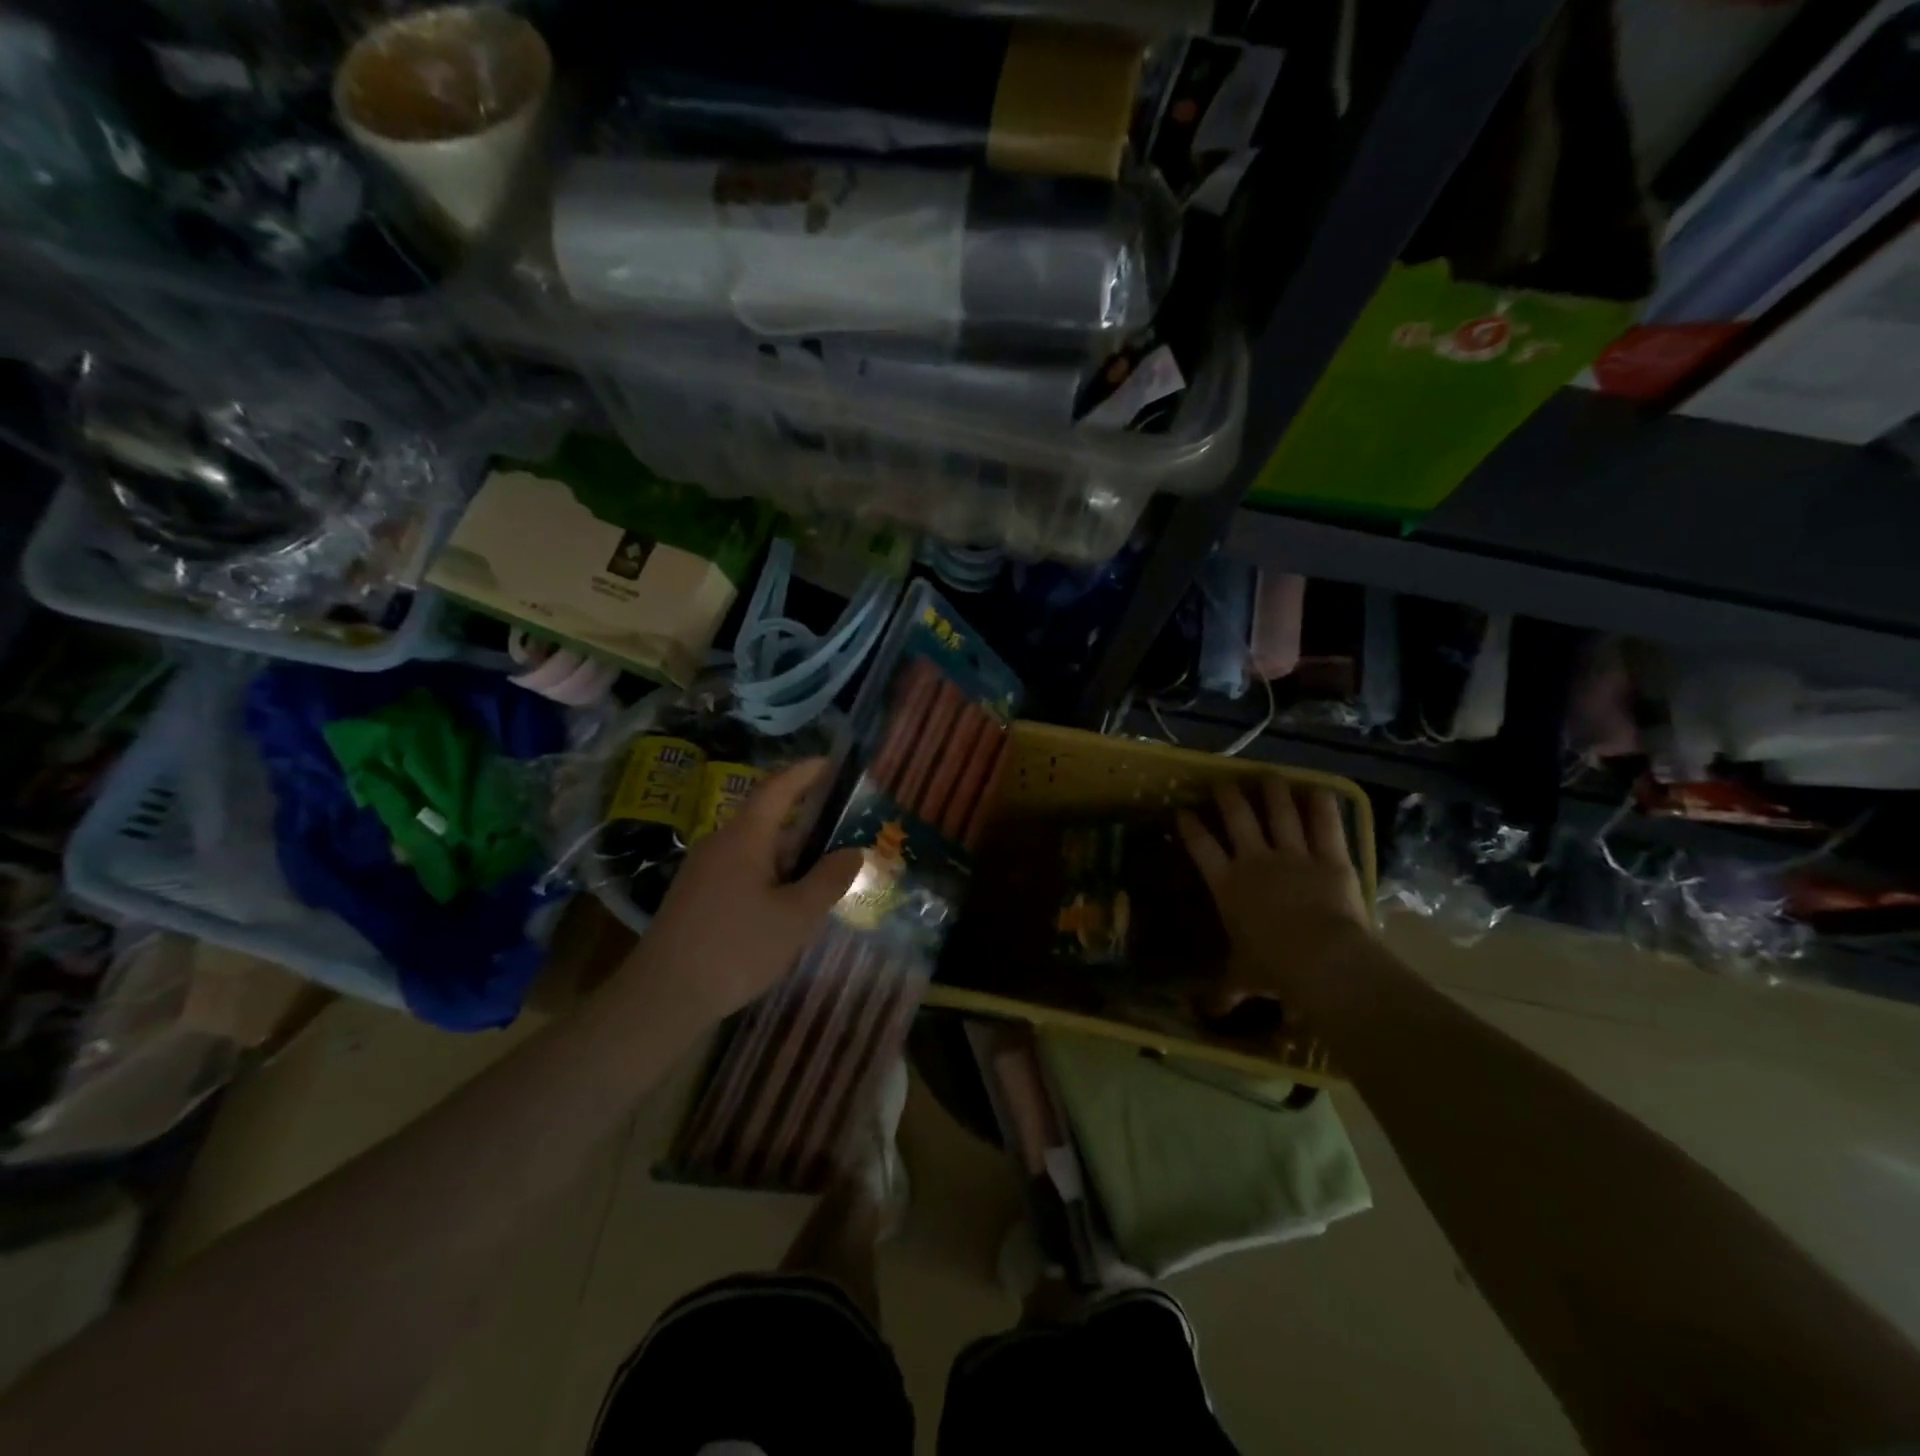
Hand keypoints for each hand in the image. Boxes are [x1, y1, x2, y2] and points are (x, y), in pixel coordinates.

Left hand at [615, 759, 861, 1030]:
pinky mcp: (696, 895)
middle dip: (804, 817)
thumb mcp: (796, 917)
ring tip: (822, 867)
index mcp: (745, 836)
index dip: (805, 772)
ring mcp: (704, 869)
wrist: (663, 996)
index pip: (778, 787)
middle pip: (767, 816)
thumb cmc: (736, 948)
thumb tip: (854, 851)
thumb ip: (828, 880)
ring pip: (755, 846)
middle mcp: (720, 842)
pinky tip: (786, 899)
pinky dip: (771, 870)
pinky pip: (741, 868)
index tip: (830, 763)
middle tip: (841, 825)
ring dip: (789, 851)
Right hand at [1176, 778, 1371, 1014]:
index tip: (1183, 811)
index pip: (1201, 847)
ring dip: (1272, 792)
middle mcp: (1256, 861)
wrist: (1323, 961)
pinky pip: (1324, 825)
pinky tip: (1317, 790)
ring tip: (1268, 777)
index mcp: (1228, 885)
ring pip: (1279, 812)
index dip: (1190, 827)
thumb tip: (1200, 1015)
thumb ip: (1224, 991)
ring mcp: (1294, 855)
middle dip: (1228, 797)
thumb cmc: (1274, 969)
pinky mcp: (1330, 858)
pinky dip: (1321, 805)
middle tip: (1223, 784)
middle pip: (1238, 817)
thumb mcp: (1243, 979)